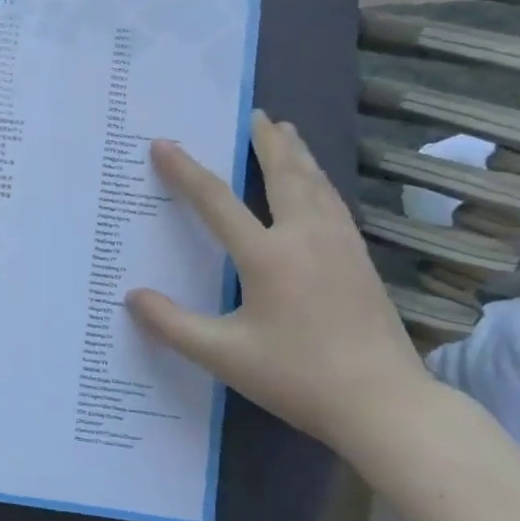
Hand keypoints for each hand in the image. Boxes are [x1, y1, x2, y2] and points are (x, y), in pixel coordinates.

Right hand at [126, 111, 436, 454]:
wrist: (385, 405)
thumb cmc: (297, 377)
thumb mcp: (222, 355)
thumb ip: (171, 324)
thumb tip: (133, 296)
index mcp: (269, 256)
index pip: (217, 202)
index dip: (186, 171)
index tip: (164, 144)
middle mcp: (307, 239)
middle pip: (284, 176)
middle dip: (265, 143)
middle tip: (253, 115)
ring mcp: (341, 248)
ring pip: (317, 185)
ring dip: (297, 155)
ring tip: (285, 133)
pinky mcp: (361, 262)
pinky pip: (334, 204)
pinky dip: (318, 181)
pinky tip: (317, 186)